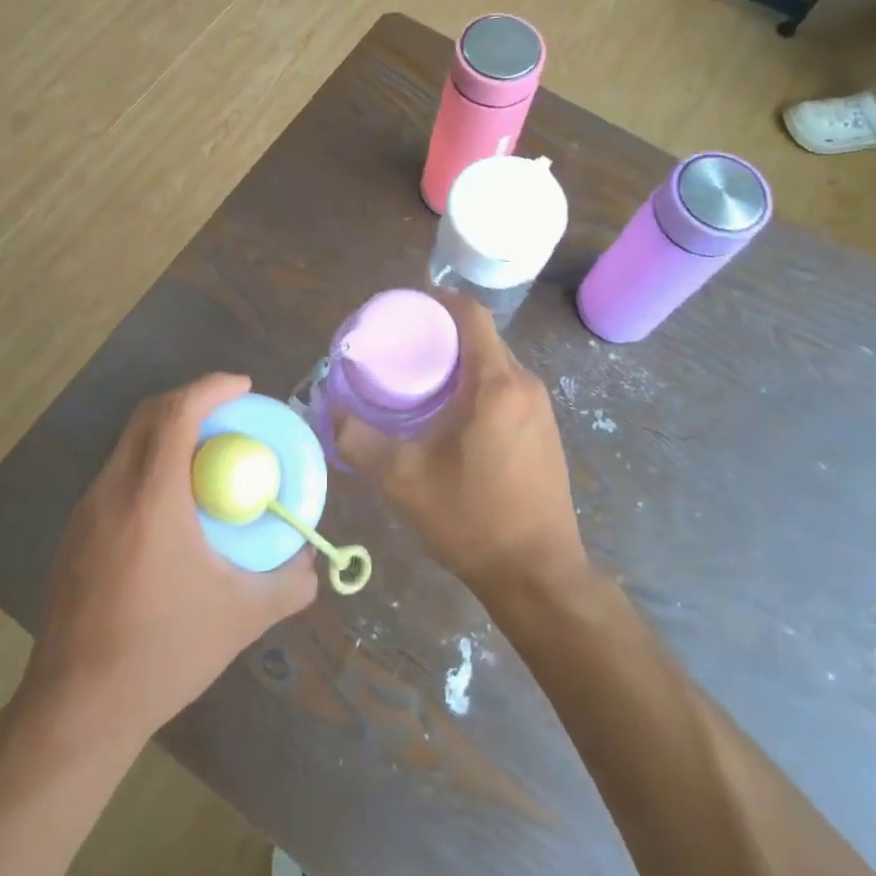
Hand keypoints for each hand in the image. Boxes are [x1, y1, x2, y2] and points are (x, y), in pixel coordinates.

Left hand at [27, 374, 317, 736]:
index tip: (244, 387)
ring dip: (167, 432)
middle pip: (148, 416)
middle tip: (230, 416)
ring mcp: (85, 513)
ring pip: (128, 445)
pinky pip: (116, 476)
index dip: (211, 388)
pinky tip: (172, 507)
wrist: (77, 710)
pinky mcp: (74, 535)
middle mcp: (112, 492)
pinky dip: (149, 465)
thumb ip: (288, 585)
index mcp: (151, 498)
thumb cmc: (163, 652)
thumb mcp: (241, 618)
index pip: (177, 414)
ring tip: (206, 457)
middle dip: (190, 400)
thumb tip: (313, 567)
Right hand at [333, 292, 585, 598]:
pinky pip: (507, 389)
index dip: (436, 300)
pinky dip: (477, 386)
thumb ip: (360, 440)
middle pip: (480, 338)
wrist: (537, 575)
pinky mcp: (545, 431)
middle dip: (440, 335)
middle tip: (398, 350)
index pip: (470, 313)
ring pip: (494, 365)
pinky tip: (450, 416)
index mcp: (497, 383)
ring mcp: (541, 409)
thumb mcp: (403, 479)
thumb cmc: (471, 518)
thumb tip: (330, 410)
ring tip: (418, 381)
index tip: (403, 309)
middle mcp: (525, 385)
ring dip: (458, 363)